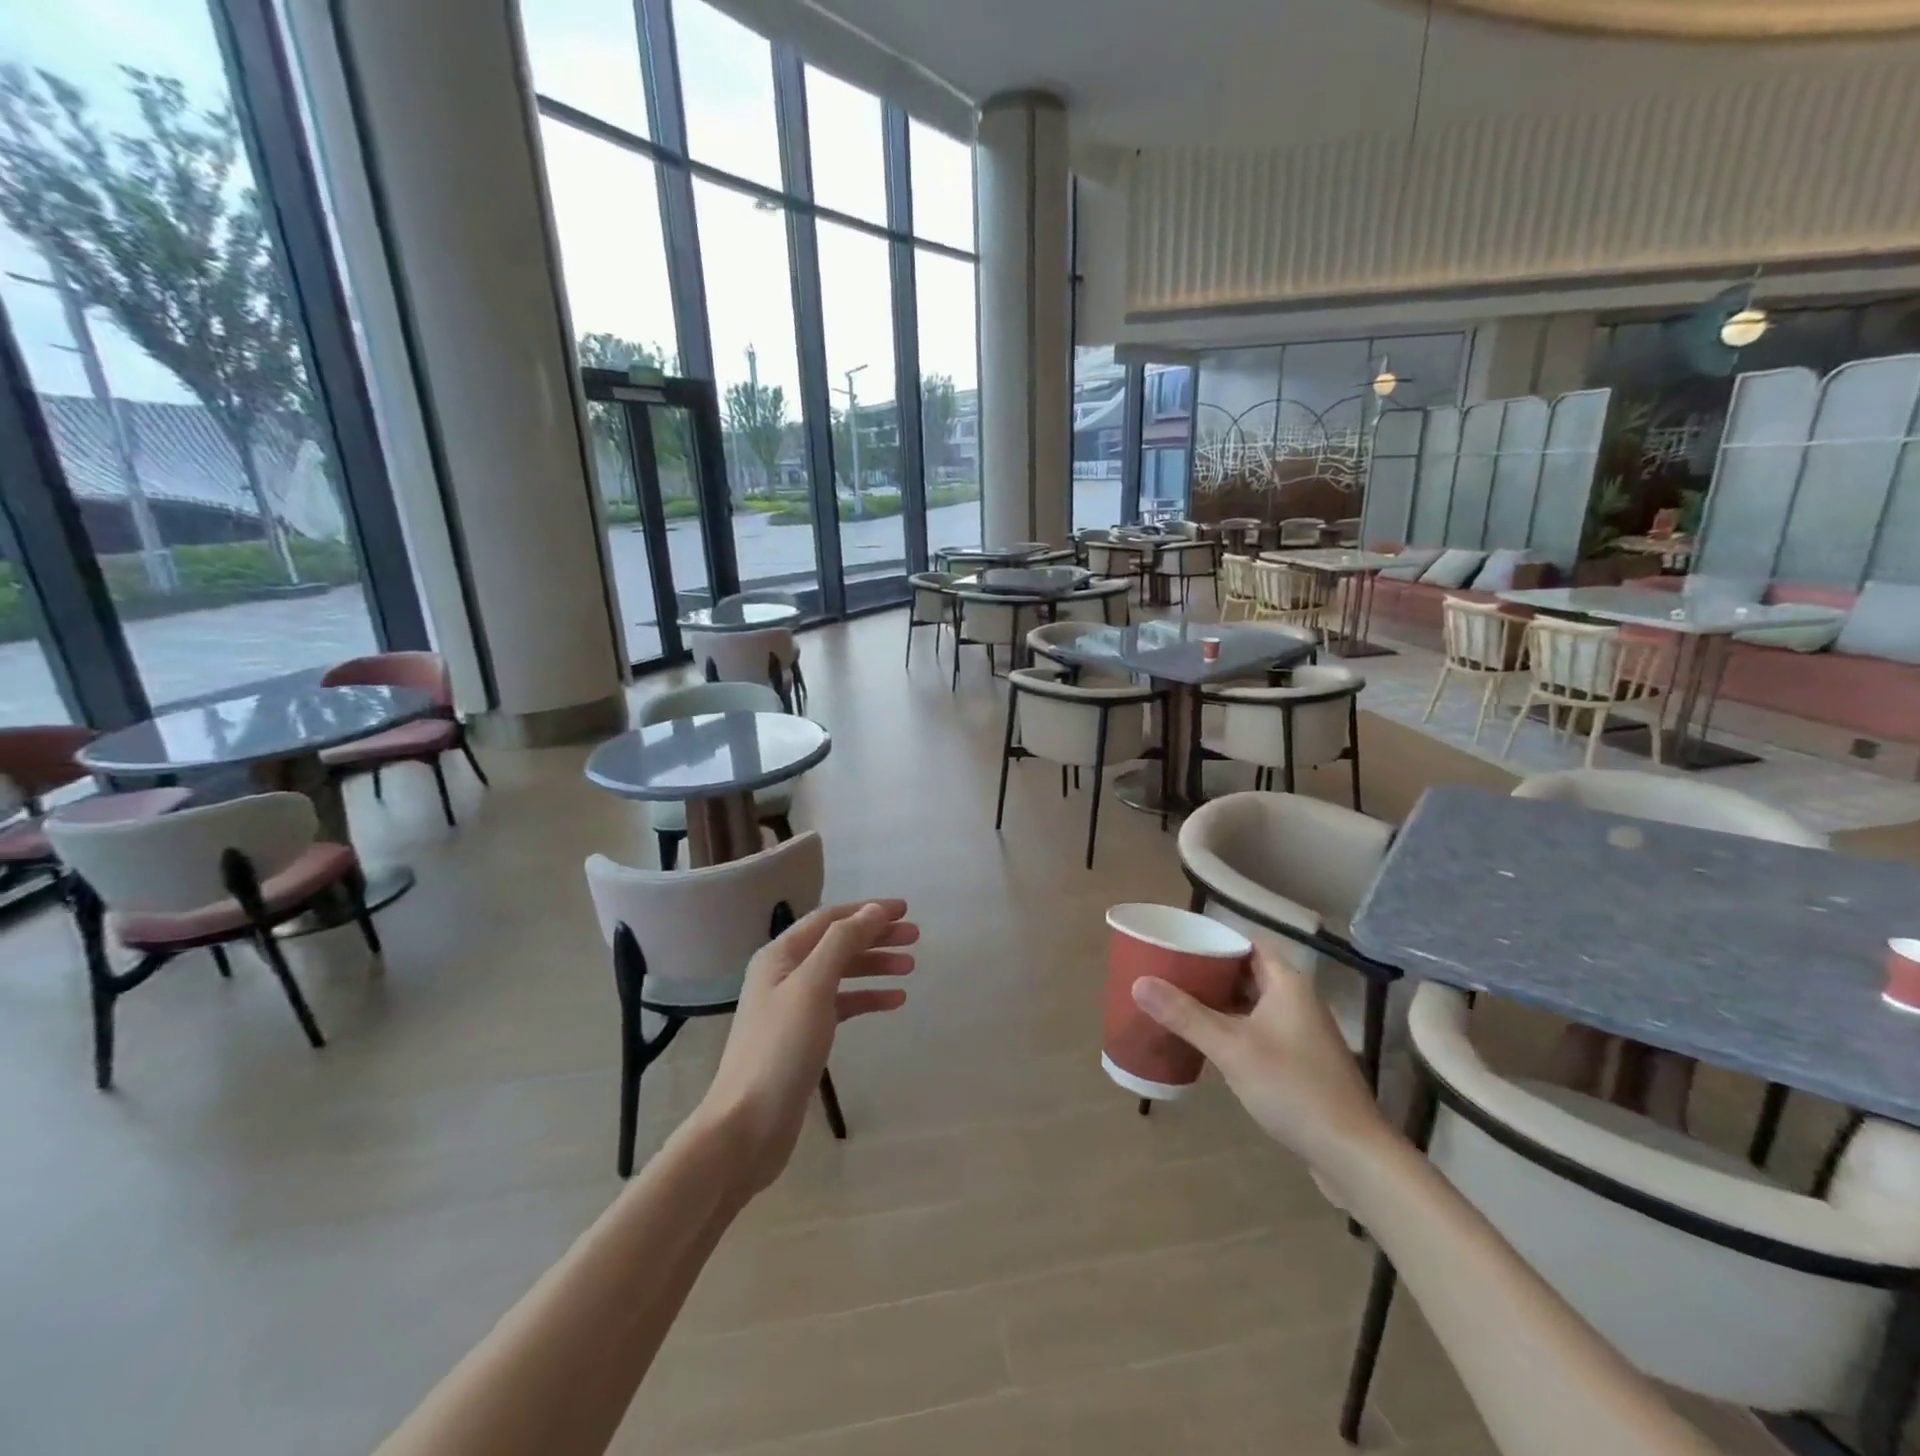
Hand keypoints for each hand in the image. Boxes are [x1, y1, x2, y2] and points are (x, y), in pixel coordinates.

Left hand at [697, 900, 917, 1194]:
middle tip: (915, 937)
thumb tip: (873, 910)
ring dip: (875, 965)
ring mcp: (793, 1006)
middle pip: (837, 943)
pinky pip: (841, 1004)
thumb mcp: (813, 986)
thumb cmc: (780, 1048)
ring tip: (910, 966)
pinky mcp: (804, 1036)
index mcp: (780, 955)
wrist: (748, 1125)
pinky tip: (894, 1001)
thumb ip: (842, 942)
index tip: (905, 910)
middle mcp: (785, 974)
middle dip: (875, 936)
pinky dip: (867, 998)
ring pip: (841, 973)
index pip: (829, 918)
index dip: (867, 910)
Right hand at [1132, 945, 1389, 1166]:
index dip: (1215, 939)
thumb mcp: (1231, 1048)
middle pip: (1248, 971)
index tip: (1178, 943)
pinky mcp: (1300, 1061)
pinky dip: (1232, 1027)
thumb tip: (1138, 982)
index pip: (1248, 943)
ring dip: (1219, 1001)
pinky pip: (1258, 1030)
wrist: (1352, 1154)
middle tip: (1169, 972)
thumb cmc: (1292, 1088)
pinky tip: (1205, 1041)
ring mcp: (1301, 1033)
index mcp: (1287, 983)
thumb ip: (1185, 1014)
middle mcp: (1297, 1000)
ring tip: (1177, 1001)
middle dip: (1209, 971)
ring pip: (1252, 1003)